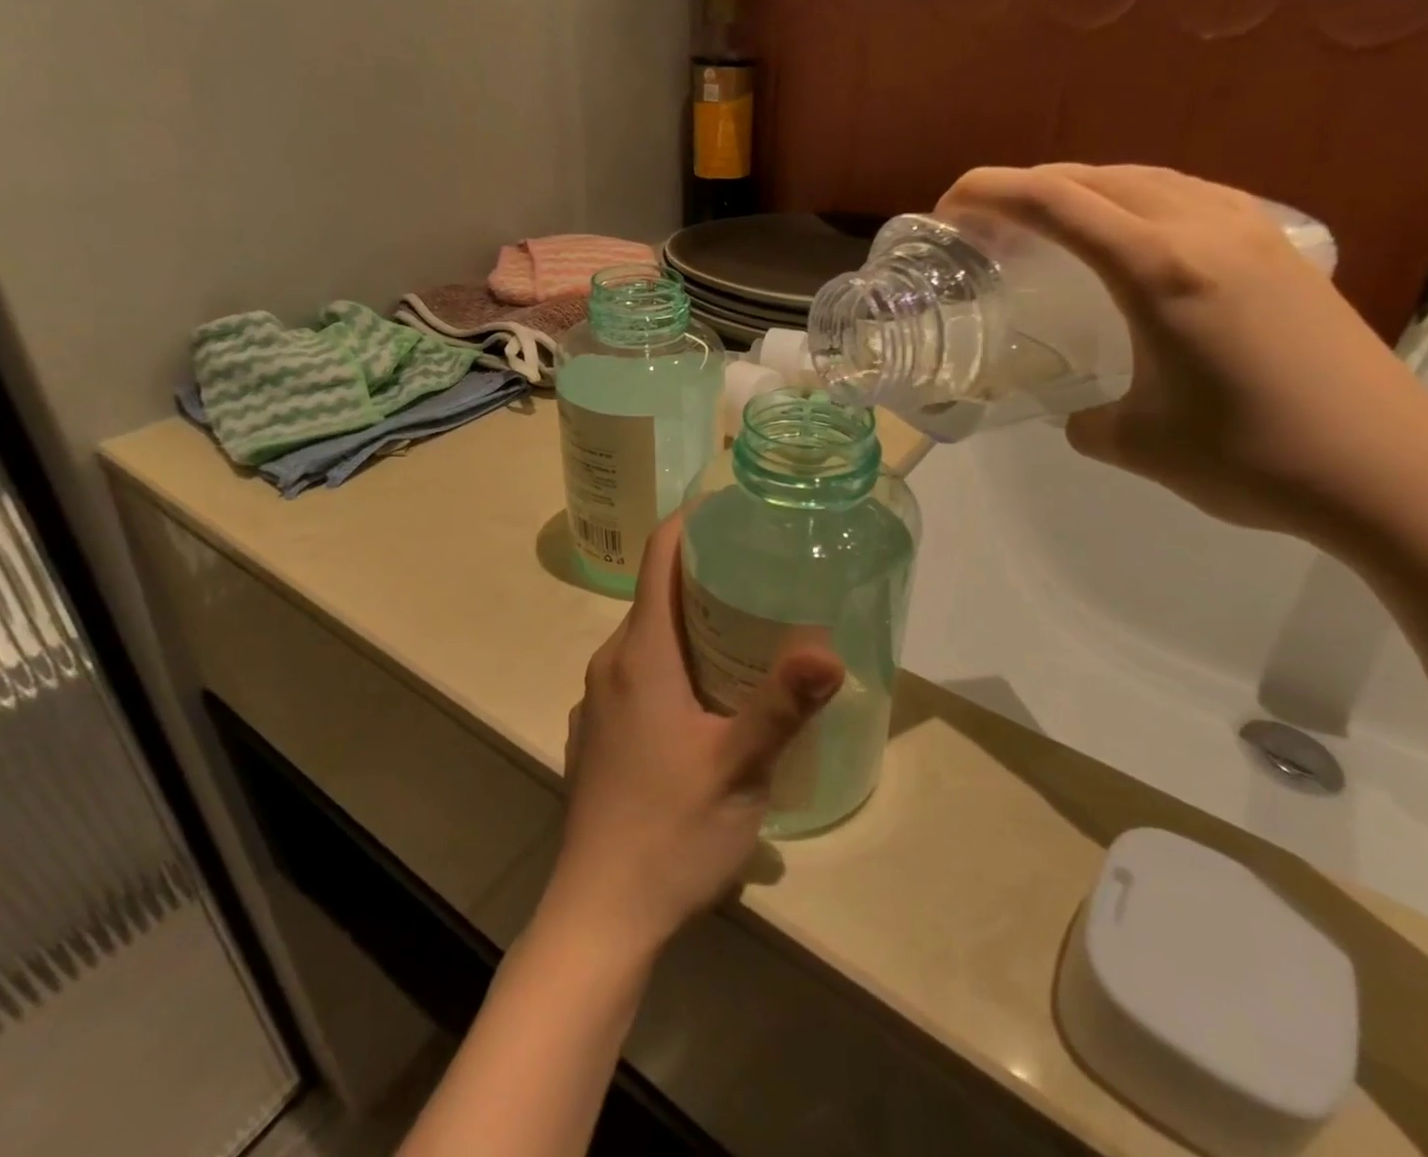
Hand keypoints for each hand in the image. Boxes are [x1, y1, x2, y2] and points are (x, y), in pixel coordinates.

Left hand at [543, 515, 844, 958]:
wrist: (599, 918)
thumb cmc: (670, 834)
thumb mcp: (740, 768)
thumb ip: (782, 705)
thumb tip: (829, 650)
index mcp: (639, 656)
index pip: (658, 557)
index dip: (692, 522)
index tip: (736, 511)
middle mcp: (611, 665)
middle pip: (657, 595)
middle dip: (706, 575)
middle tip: (766, 572)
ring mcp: (600, 701)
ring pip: (649, 638)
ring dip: (693, 623)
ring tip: (750, 628)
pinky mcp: (600, 734)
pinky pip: (640, 674)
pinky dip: (676, 661)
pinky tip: (712, 695)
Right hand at [938, 163, 1427, 542]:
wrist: (1390, 473)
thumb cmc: (1251, 458)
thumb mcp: (1136, 444)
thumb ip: (1086, 420)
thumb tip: (1080, 414)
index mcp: (1160, 270)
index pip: (1057, 202)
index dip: (991, 192)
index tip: (948, 207)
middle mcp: (1205, 231)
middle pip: (1098, 176)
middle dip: (1030, 185)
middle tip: (987, 220)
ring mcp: (1253, 233)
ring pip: (1150, 179)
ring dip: (1087, 189)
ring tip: (1050, 223)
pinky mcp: (1283, 251)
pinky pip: (1192, 198)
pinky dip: (1140, 202)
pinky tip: (1134, 238)